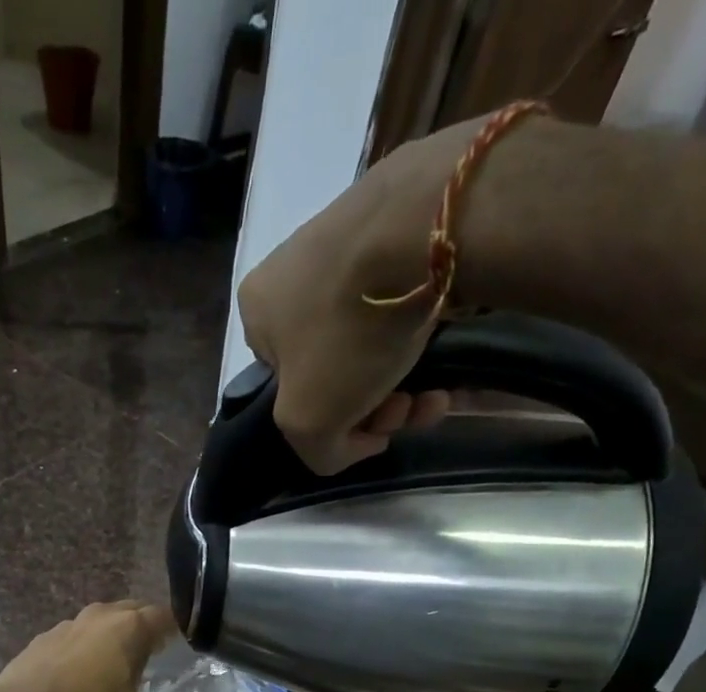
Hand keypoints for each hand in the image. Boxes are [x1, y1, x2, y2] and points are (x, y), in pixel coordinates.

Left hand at [0, 601, 187, 691]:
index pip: (165, 616)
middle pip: (134, 610)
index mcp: (129, 629)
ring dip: (114, 635)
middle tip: (156, 654)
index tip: (184, 643)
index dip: (178, 627)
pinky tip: (82, 674)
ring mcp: (69, 624)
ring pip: (103, 620)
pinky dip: (86, 647)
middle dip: (147, 628)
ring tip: (120, 664)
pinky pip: (76, 635)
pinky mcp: (45, 638)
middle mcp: (101, 617)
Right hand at [236, 136, 458, 474]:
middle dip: (374, 408)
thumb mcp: (308, 422)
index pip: (286, 388)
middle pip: (335, 370)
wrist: (422, 229)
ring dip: (403, 384)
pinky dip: (421, 342)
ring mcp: (345, 242)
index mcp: (257, 310)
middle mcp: (292, 270)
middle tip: (407, 411)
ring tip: (437, 398)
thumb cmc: (346, 333)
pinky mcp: (397, 226)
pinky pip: (403, 306)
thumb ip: (317, 451)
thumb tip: (354, 442)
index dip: (328, 422)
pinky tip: (449, 362)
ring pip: (372, 344)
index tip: (369, 430)